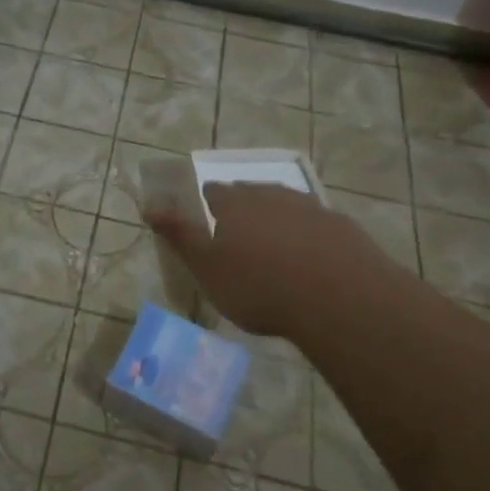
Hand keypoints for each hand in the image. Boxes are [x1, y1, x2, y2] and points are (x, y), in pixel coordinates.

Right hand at [145, 181, 395, 338]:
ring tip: (274, 253)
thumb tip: (148, 206)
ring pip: (284, 206)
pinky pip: (316, 225)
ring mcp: (309, 207)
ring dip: (275, 221)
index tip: (206, 227)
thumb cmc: (259, 286)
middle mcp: (270, 195)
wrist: (339, 299)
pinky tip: (310, 263)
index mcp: (233, 203)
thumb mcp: (207, 268)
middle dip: (240, 211)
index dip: (206, 206)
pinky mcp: (341, 226)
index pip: (212, 191)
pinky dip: (307, 237)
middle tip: (238, 243)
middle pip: (249, 194)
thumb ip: (179, 235)